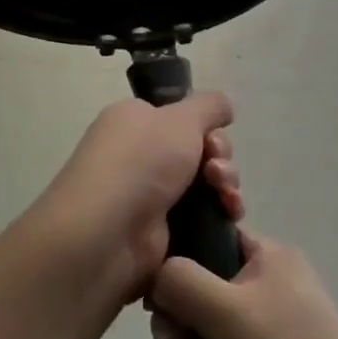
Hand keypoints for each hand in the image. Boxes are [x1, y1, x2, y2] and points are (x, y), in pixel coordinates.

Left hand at [26, 93, 237, 300]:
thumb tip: (223, 107)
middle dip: (220, 160)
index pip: (181, 119)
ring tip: (226, 199)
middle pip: (199, 152)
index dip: (206, 129)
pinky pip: (201, 218)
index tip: (212, 140)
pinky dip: (220, 216)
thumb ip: (208, 106)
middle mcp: (140, 156)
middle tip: (216, 172)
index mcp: (135, 122)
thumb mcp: (180, 118)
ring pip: (205, 186)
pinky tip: (229, 218)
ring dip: (225, 188)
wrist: (108, 232)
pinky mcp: (160, 232)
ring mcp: (150, 196)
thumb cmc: (141, 162)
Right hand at [149, 230, 337, 338]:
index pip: (206, 240)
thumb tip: (156, 275)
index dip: (176, 268)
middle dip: (178, 338)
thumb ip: (178, 280)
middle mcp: (263, 291)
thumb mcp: (225, 310)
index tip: (160, 301)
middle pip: (191, 297)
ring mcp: (259, 338)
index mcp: (266, 260)